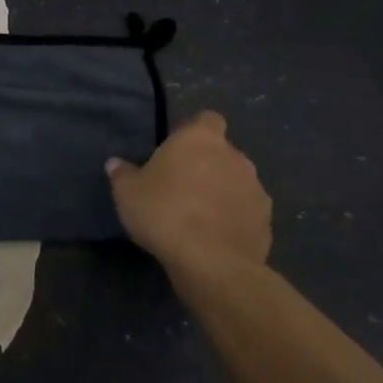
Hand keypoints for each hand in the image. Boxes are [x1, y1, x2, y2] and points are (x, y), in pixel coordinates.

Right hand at [107, 111, 271, 275]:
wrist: (212, 263)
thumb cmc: (165, 213)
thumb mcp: (127, 193)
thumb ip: (122, 174)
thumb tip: (115, 163)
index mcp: (201, 138)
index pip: (207, 119)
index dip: (194, 131)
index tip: (178, 150)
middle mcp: (234, 156)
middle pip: (223, 152)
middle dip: (208, 165)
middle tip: (183, 187)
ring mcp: (256, 188)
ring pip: (237, 182)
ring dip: (223, 192)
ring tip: (201, 216)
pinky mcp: (267, 221)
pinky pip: (247, 212)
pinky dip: (235, 219)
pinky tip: (217, 237)